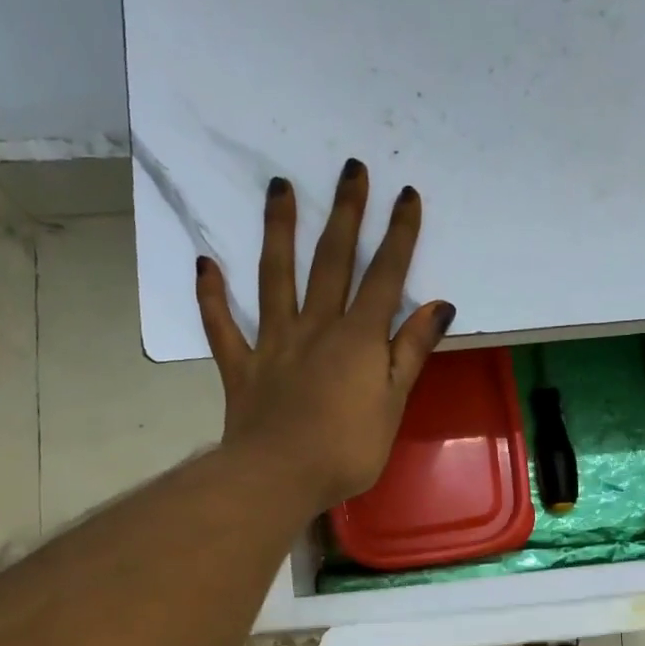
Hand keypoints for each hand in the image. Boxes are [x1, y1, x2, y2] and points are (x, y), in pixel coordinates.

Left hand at [196, 158, 455, 511]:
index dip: (398, 235)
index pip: (384, 277)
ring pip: (275, 277)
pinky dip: (212, 296)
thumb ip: (412, 351)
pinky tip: (205, 264)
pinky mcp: (242, 365)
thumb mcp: (394, 402)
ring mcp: (274, 342)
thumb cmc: (348, 448)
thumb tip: (439, 305)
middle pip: (332, 262)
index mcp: (358, 338)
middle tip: (351, 169)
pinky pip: (222, 326)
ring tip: (279, 188)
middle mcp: (316, 326)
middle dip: (346, 214)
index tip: (405, 195)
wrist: (281, 476)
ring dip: (278, 230)